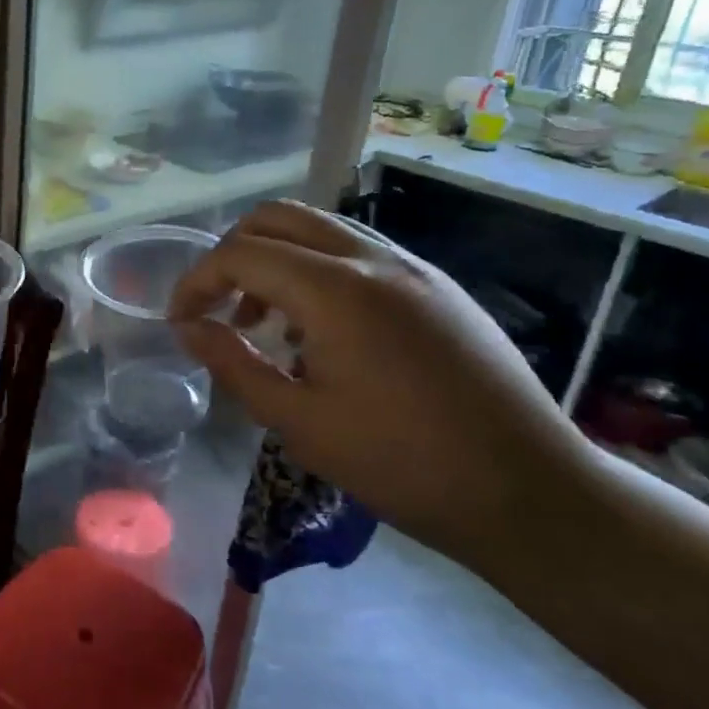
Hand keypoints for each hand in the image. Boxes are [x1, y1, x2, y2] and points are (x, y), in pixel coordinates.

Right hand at [169, 200, 592, 560]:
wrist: (528, 490)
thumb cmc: (402, 463)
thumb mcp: (300, 422)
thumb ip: (234, 365)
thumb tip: (188, 330)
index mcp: (337, 290)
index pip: (241, 254)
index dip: (197, 282)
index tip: (180, 322)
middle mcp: (374, 259)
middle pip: (278, 218)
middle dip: (232, 254)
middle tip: (218, 308)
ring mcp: (413, 267)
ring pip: (321, 229)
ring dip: (276, 260)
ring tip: (266, 323)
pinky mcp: (439, 286)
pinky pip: (359, 253)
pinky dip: (318, 271)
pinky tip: (322, 332)